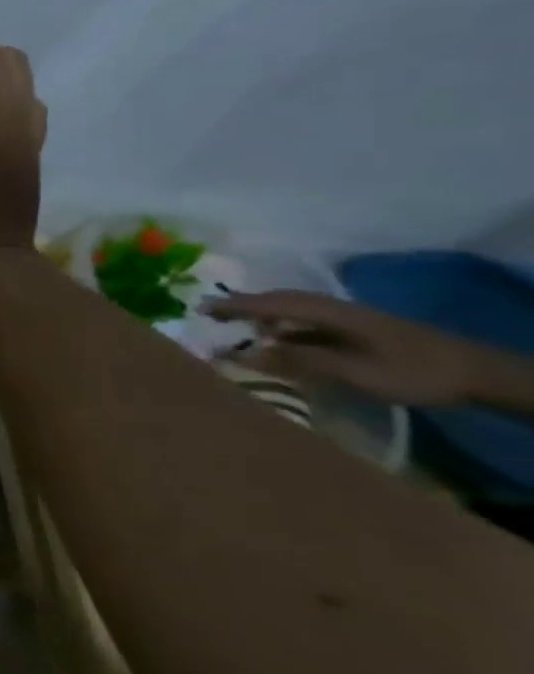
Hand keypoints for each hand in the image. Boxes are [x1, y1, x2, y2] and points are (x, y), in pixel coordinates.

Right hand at [204, 291, 488, 406]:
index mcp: (328, 313)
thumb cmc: (410, 371)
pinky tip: (275, 337)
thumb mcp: (351, 371)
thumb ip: (296, 360)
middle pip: (280, 300)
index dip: (234, 305)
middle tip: (209, 313)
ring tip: (234, 323)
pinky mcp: (355, 329)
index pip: (270, 303)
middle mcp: (332, 308)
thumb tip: (243, 352)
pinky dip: (281, 324)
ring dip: (261, 313)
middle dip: (243, 304)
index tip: (199, 307)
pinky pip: (305, 320)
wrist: (475, 373)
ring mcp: (346, 318)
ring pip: (292, 308)